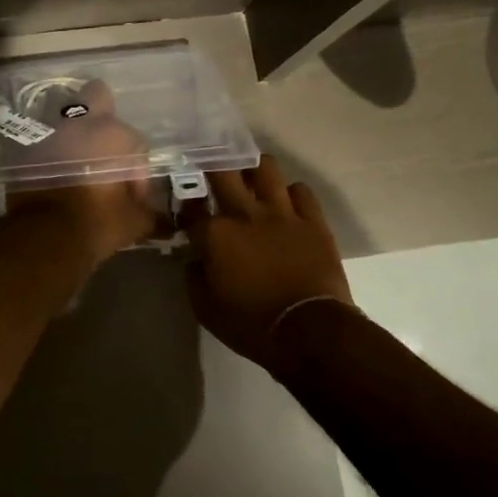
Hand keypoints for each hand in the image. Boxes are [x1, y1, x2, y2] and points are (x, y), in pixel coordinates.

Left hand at [6, 80, 159, 265]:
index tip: (131, 198)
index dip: (137, 173)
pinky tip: (49, 173)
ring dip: (71, 134)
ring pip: (64, 117)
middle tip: (103, 148)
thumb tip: (161, 221)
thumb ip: (150, 215)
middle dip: (102, 115)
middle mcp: (81, 123)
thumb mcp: (133, 224)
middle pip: (96, 96)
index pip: (136, 145)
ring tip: (74, 162)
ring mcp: (48, 131)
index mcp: (114, 134)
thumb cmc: (96, 222)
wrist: (43, 235)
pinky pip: (38, 140)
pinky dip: (45, 152)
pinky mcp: (22, 146)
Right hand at [183, 155, 351, 369]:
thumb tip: (195, 258)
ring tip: (249, 176)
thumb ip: (194, 276)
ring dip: (254, 168)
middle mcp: (246, 213)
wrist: (309, 332)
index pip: (190, 206)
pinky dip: (291, 192)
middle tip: (210, 169)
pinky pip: (302, 191)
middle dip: (212, 165)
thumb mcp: (205, 309)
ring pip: (266, 168)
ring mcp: (282, 213)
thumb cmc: (251, 324)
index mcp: (215, 234)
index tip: (184, 206)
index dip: (184, 203)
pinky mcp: (313, 221)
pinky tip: (286, 202)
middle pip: (223, 171)